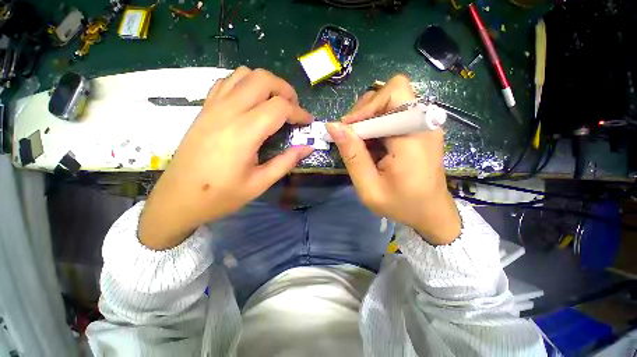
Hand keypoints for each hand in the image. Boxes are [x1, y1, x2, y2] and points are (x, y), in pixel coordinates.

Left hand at [140, 67, 313, 249]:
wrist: (178, 199)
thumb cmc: (221, 195)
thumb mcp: (260, 183)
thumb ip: (286, 162)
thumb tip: (308, 147)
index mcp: (244, 133)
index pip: (279, 107)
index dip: (299, 113)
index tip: (308, 122)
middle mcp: (228, 112)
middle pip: (263, 80)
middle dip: (286, 90)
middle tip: (294, 109)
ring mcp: (213, 107)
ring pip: (244, 74)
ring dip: (266, 84)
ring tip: (275, 104)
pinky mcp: (204, 109)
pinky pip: (227, 82)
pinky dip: (245, 84)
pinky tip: (251, 103)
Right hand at [326, 75, 460, 244]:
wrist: (430, 213)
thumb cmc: (401, 205)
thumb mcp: (369, 186)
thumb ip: (352, 155)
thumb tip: (333, 126)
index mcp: (413, 136)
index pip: (393, 93)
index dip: (366, 107)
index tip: (347, 130)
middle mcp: (423, 123)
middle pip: (390, 94)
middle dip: (365, 112)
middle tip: (352, 137)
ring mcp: (423, 125)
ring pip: (390, 103)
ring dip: (369, 119)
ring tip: (361, 144)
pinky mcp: (419, 130)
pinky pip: (394, 116)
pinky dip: (377, 127)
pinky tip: (372, 146)